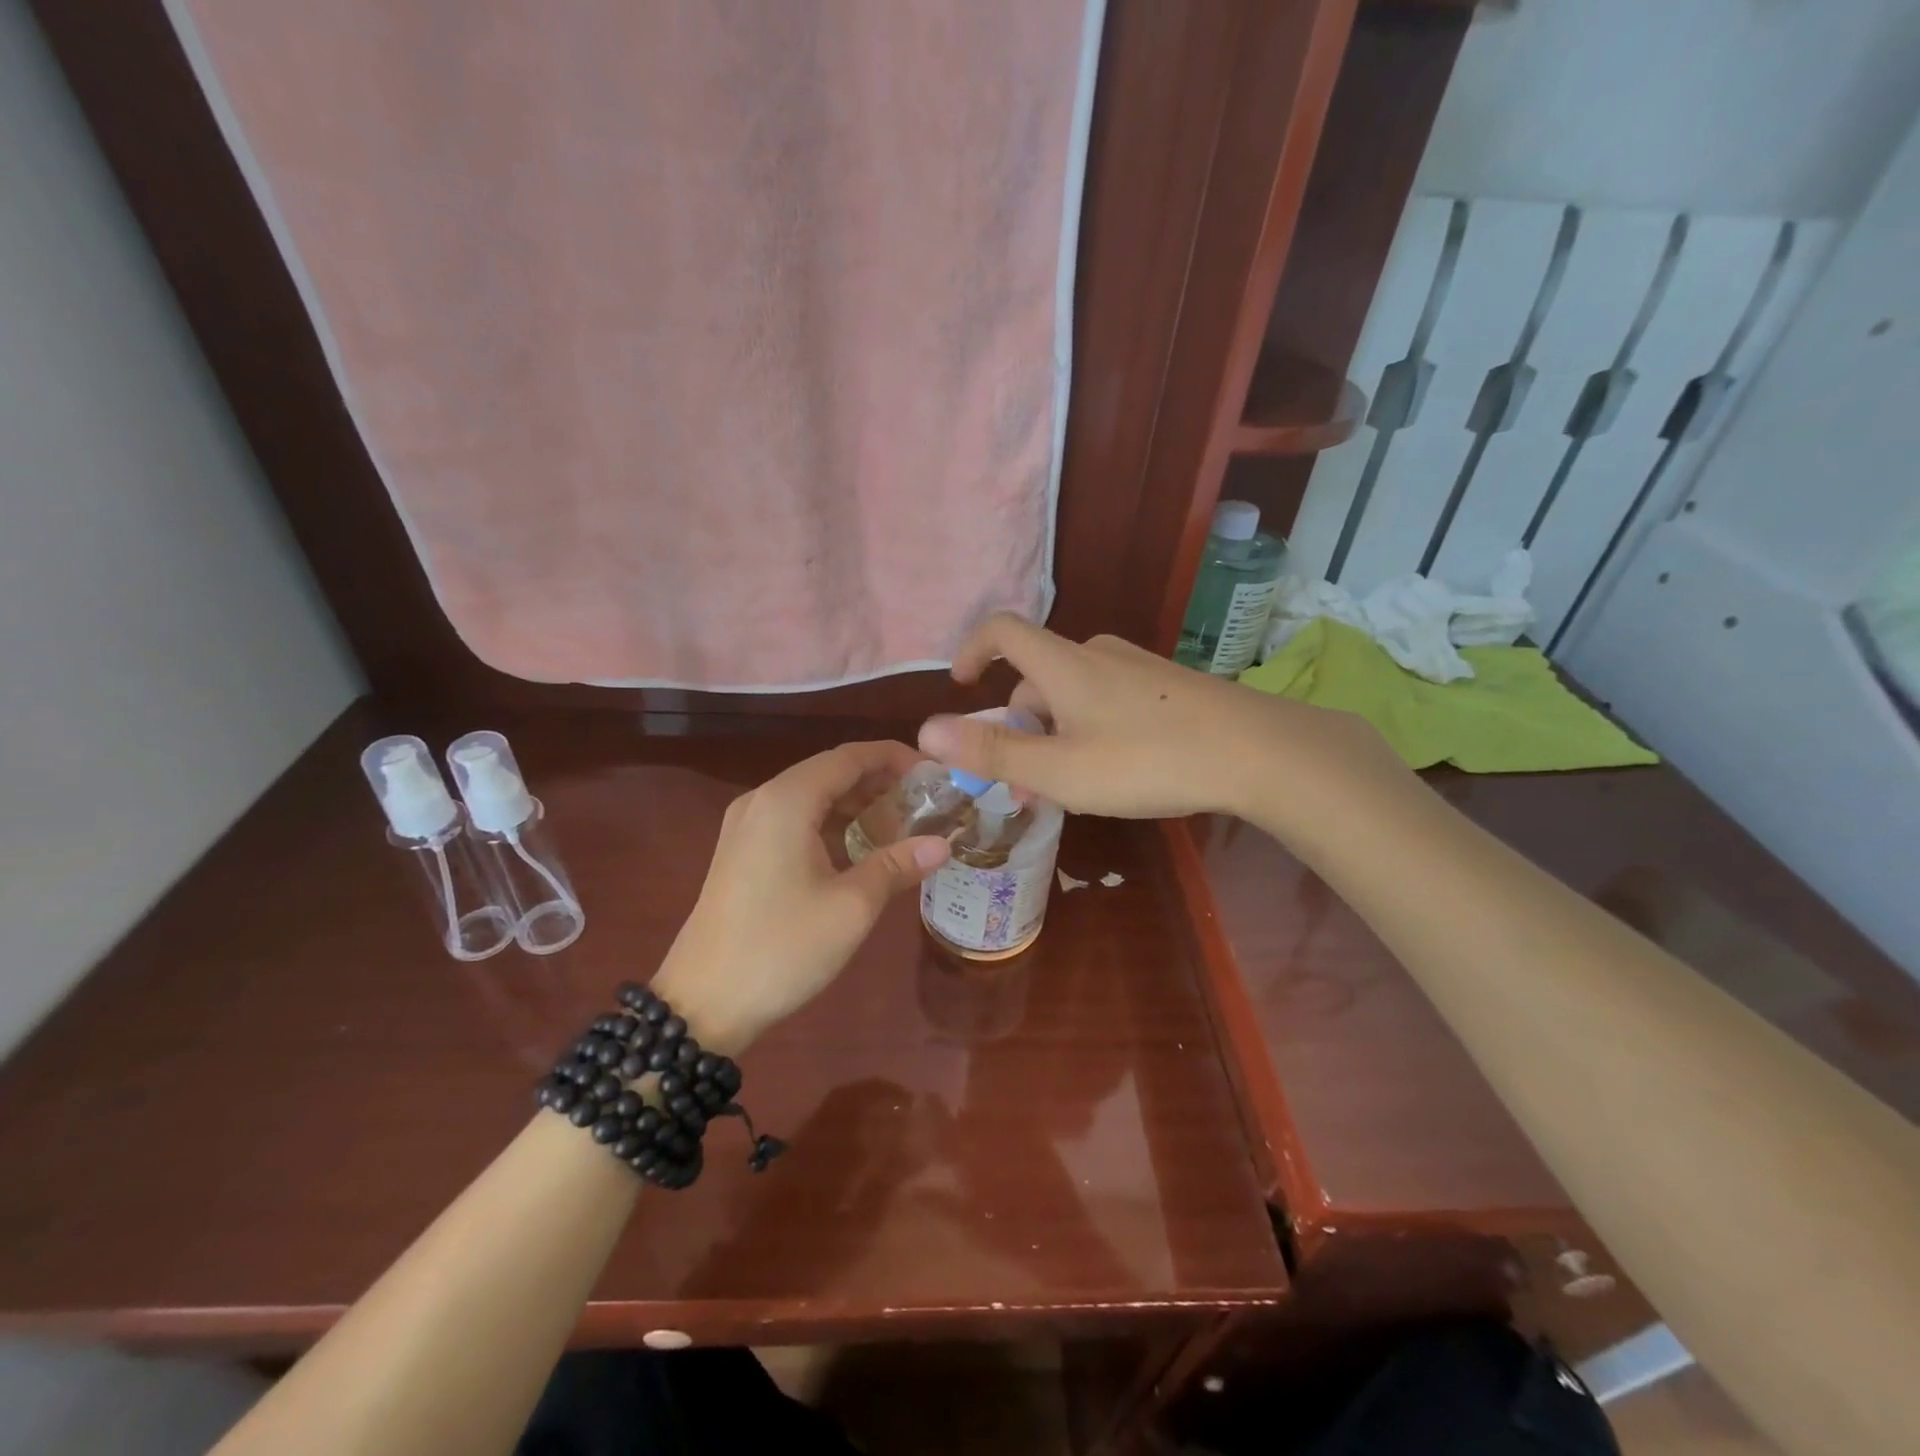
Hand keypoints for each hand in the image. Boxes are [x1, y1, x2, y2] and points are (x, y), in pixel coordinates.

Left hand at [650, 742, 949, 1054]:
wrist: (703, 1002)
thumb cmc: (782, 947)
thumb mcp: (851, 907)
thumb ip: (897, 865)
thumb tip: (942, 845)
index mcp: (787, 800)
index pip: (849, 757)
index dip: (893, 757)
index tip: (933, 770)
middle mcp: (762, 800)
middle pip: (829, 772)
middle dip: (878, 780)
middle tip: (925, 798)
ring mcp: (745, 826)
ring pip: (810, 796)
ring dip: (855, 802)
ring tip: (901, 820)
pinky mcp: (741, 852)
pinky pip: (793, 819)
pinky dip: (830, 822)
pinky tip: (858, 845)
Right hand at [916, 615, 1412, 835]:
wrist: (1258, 752)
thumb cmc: (1147, 761)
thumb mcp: (1060, 770)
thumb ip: (992, 752)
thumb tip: (924, 732)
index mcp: (1063, 664)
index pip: (1002, 630)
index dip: (972, 649)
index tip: (961, 687)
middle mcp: (1096, 654)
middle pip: (1037, 674)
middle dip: (1018, 722)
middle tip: (1022, 779)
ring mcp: (1137, 668)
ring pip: (1074, 692)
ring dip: (1054, 730)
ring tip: (1067, 785)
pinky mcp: (1167, 686)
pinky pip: (1108, 698)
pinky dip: (1089, 727)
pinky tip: (1115, 769)